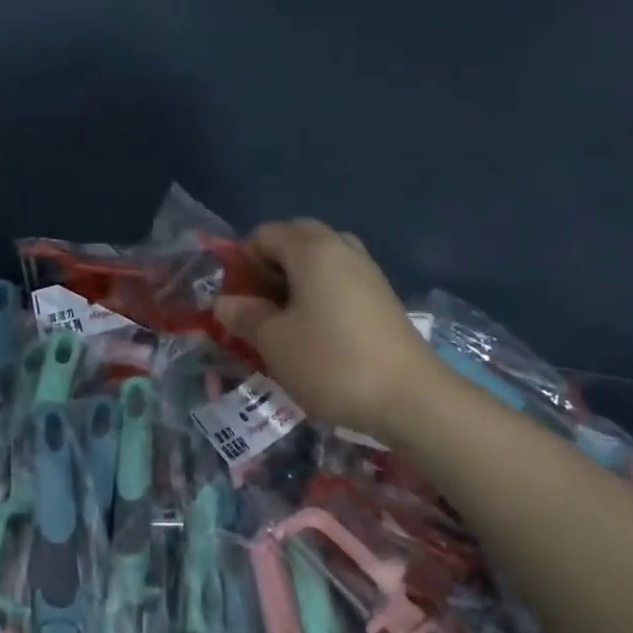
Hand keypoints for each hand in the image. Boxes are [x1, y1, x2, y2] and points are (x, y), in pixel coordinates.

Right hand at [214, 219, 436, 435]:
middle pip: (295, 240)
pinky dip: (318, 295)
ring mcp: (367, 272)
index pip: (265, 234)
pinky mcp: (382, 298)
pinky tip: (314, 332)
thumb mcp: (273, 341)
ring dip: (294, 281)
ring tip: (283, 320)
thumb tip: (224, 303)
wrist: (409, 398)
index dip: (242, 261)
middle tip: (257, 306)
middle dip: (269, 267)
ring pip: (320, 261)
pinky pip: (339, 281)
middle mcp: (343, 249)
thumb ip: (244, 315)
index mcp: (313, 249)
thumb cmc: (330, 362)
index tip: (236, 298)